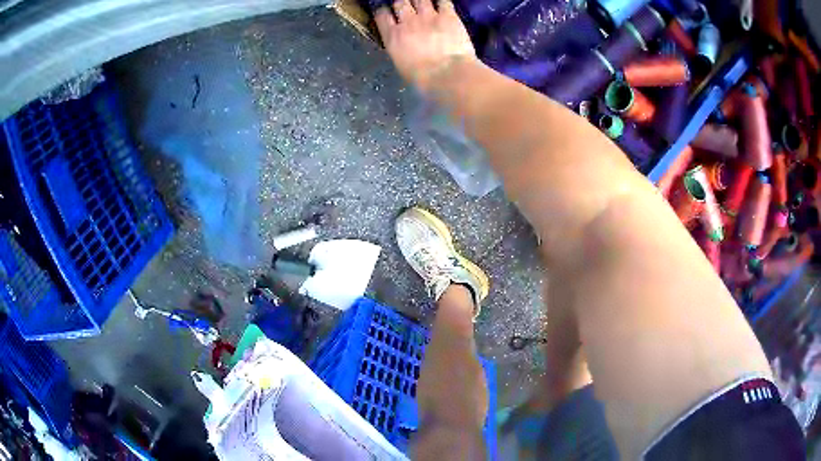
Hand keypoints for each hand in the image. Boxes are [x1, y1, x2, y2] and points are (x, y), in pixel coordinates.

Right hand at [374, 0, 475, 94]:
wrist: (448, 74)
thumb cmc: (423, 79)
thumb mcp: (401, 65)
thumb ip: (399, 49)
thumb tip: (402, 46)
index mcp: (393, 36)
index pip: (382, 15)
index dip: (384, 11)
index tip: (387, 13)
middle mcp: (408, 21)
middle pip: (400, 2)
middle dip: (402, 4)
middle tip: (408, 9)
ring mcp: (428, 16)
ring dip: (421, 1)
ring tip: (424, 5)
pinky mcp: (448, 16)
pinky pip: (444, 1)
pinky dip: (442, 3)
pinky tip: (443, 6)